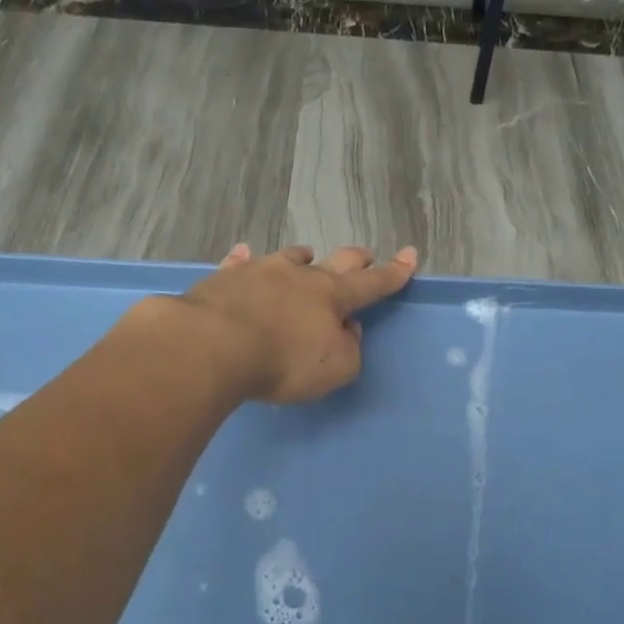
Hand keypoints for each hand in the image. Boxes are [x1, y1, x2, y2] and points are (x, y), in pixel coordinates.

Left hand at [179, 243, 417, 403]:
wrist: (213, 346)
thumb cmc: (283, 362)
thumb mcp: (335, 369)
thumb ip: (350, 350)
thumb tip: (346, 330)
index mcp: (331, 297)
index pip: (371, 283)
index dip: (394, 273)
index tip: (410, 256)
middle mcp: (299, 276)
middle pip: (335, 261)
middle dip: (354, 259)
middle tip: (365, 255)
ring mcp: (259, 272)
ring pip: (287, 258)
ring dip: (301, 258)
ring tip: (306, 255)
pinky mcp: (224, 279)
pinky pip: (239, 264)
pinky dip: (245, 261)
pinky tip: (242, 256)